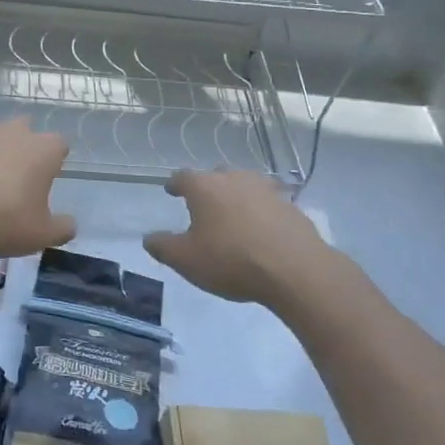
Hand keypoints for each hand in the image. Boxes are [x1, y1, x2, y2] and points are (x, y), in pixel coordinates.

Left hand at [0, 120, 75, 258]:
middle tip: (18, 178)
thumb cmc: (1, 220)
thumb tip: (70, 224)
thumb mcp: (40, 236)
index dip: (56, 160)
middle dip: (25, 147)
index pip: (60, 144)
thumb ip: (62, 229)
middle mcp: (14, 132)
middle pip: (26, 130)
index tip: (48, 180)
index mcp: (43, 150)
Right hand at [143, 169, 331, 304]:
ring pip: (245, 184)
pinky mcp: (291, 205)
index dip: (175, 184)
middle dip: (208, 187)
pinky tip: (261, 228)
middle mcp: (235, 179)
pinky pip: (269, 202)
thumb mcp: (186, 260)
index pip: (183, 177)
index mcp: (205, 187)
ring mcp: (266, 189)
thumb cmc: (231, 260)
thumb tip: (149, 238)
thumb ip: (163, 247)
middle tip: (203, 204)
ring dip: (237, 195)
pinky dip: (261, 210)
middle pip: (217, 175)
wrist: (295, 269)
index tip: (171, 191)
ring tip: (233, 213)